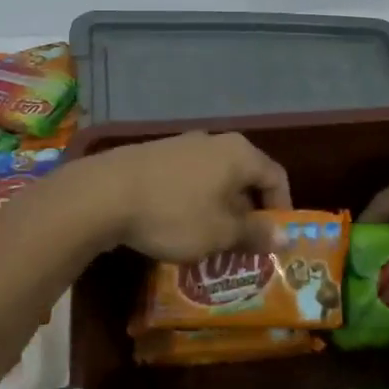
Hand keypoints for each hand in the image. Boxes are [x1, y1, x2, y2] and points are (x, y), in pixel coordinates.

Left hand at [71, 133, 291, 261]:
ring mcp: (180, 145)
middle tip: (241, 247)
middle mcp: (213, 141)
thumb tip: (285, 237)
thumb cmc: (174, 214)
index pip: (276, 177)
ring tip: (208, 242)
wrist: (103, 194)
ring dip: (217, 210)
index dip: (281, 209)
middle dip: (246, 214)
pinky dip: (191, 203)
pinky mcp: (153, 156)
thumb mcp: (220, 233)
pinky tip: (175, 226)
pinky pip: (186, 181)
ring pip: (213, 180)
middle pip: (243, 177)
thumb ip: (255, 234)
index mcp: (239, 153)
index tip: (273, 240)